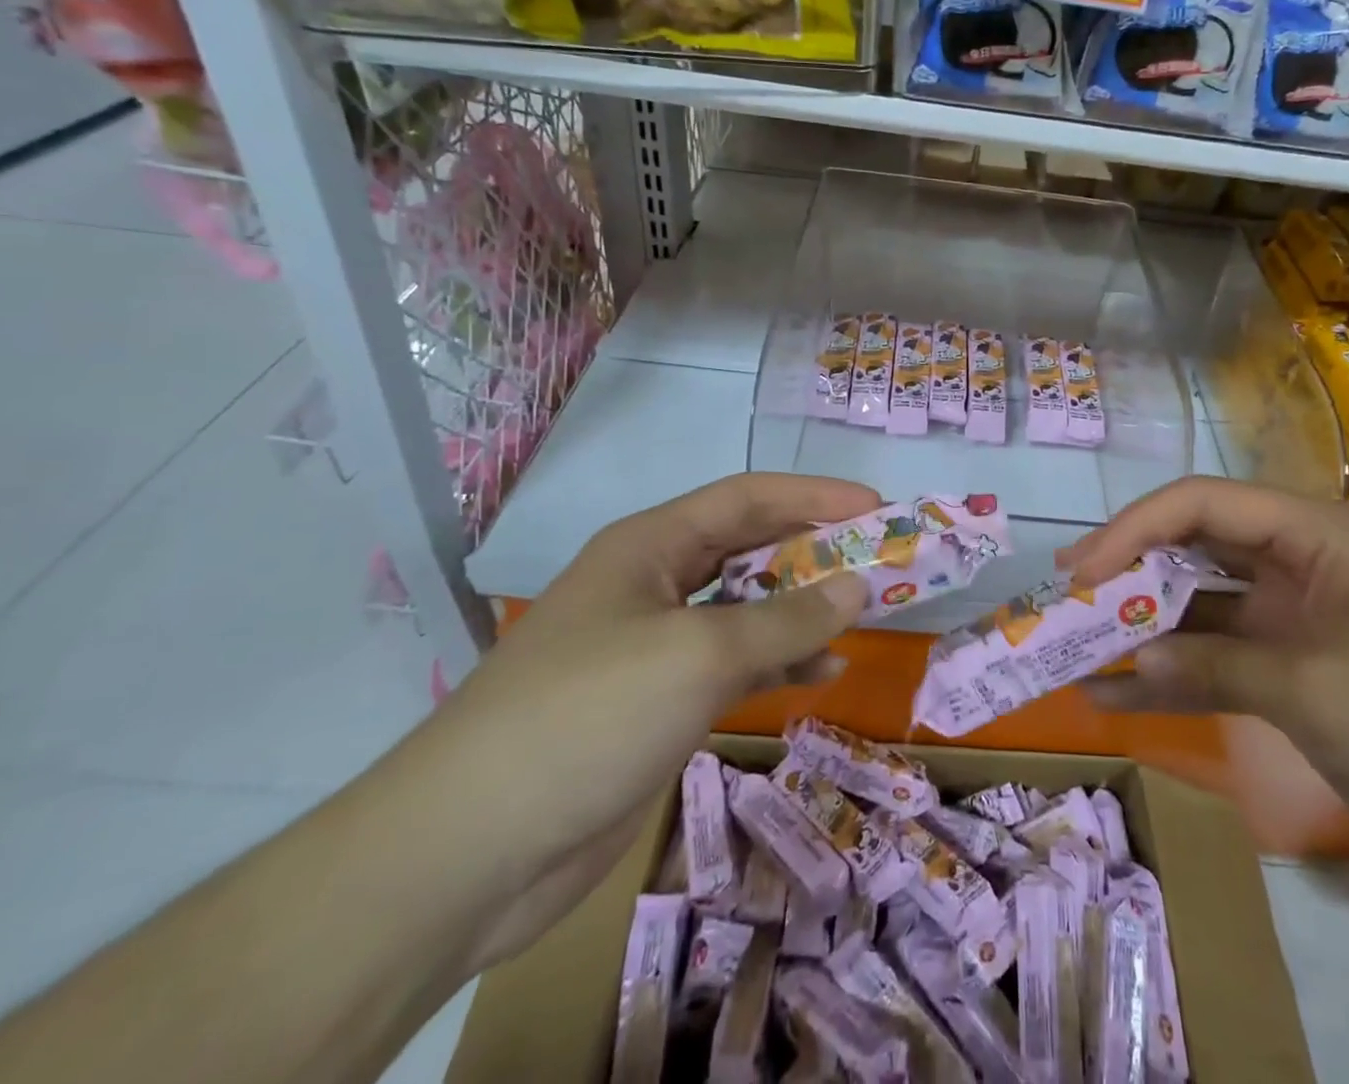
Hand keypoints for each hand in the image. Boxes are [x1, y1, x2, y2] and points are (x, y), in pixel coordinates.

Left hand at [371, 473, 879, 972]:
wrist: (469, 851)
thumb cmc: (588, 715)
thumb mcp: (698, 654)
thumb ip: (784, 618)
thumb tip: (857, 586)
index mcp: (651, 546)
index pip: (746, 499)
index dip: (813, 496)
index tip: (876, 507)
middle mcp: (654, 584)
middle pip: (748, 550)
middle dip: (813, 551)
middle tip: (879, 559)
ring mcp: (654, 645)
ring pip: (745, 610)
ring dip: (801, 608)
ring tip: (863, 612)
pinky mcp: (657, 702)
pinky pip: (733, 664)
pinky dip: (778, 662)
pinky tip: (822, 671)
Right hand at [1059, 477, 1348, 887]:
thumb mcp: (1313, 690)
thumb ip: (1215, 666)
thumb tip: (1131, 666)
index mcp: (1311, 536)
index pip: (1202, 504)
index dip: (1134, 528)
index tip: (1083, 569)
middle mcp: (1295, 564)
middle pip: (1194, 548)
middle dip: (1130, 572)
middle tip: (1068, 598)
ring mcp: (1292, 618)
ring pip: (1199, 606)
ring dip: (1143, 628)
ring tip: (1076, 645)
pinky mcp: (1292, 668)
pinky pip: (1218, 659)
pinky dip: (1172, 676)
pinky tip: (1116, 697)